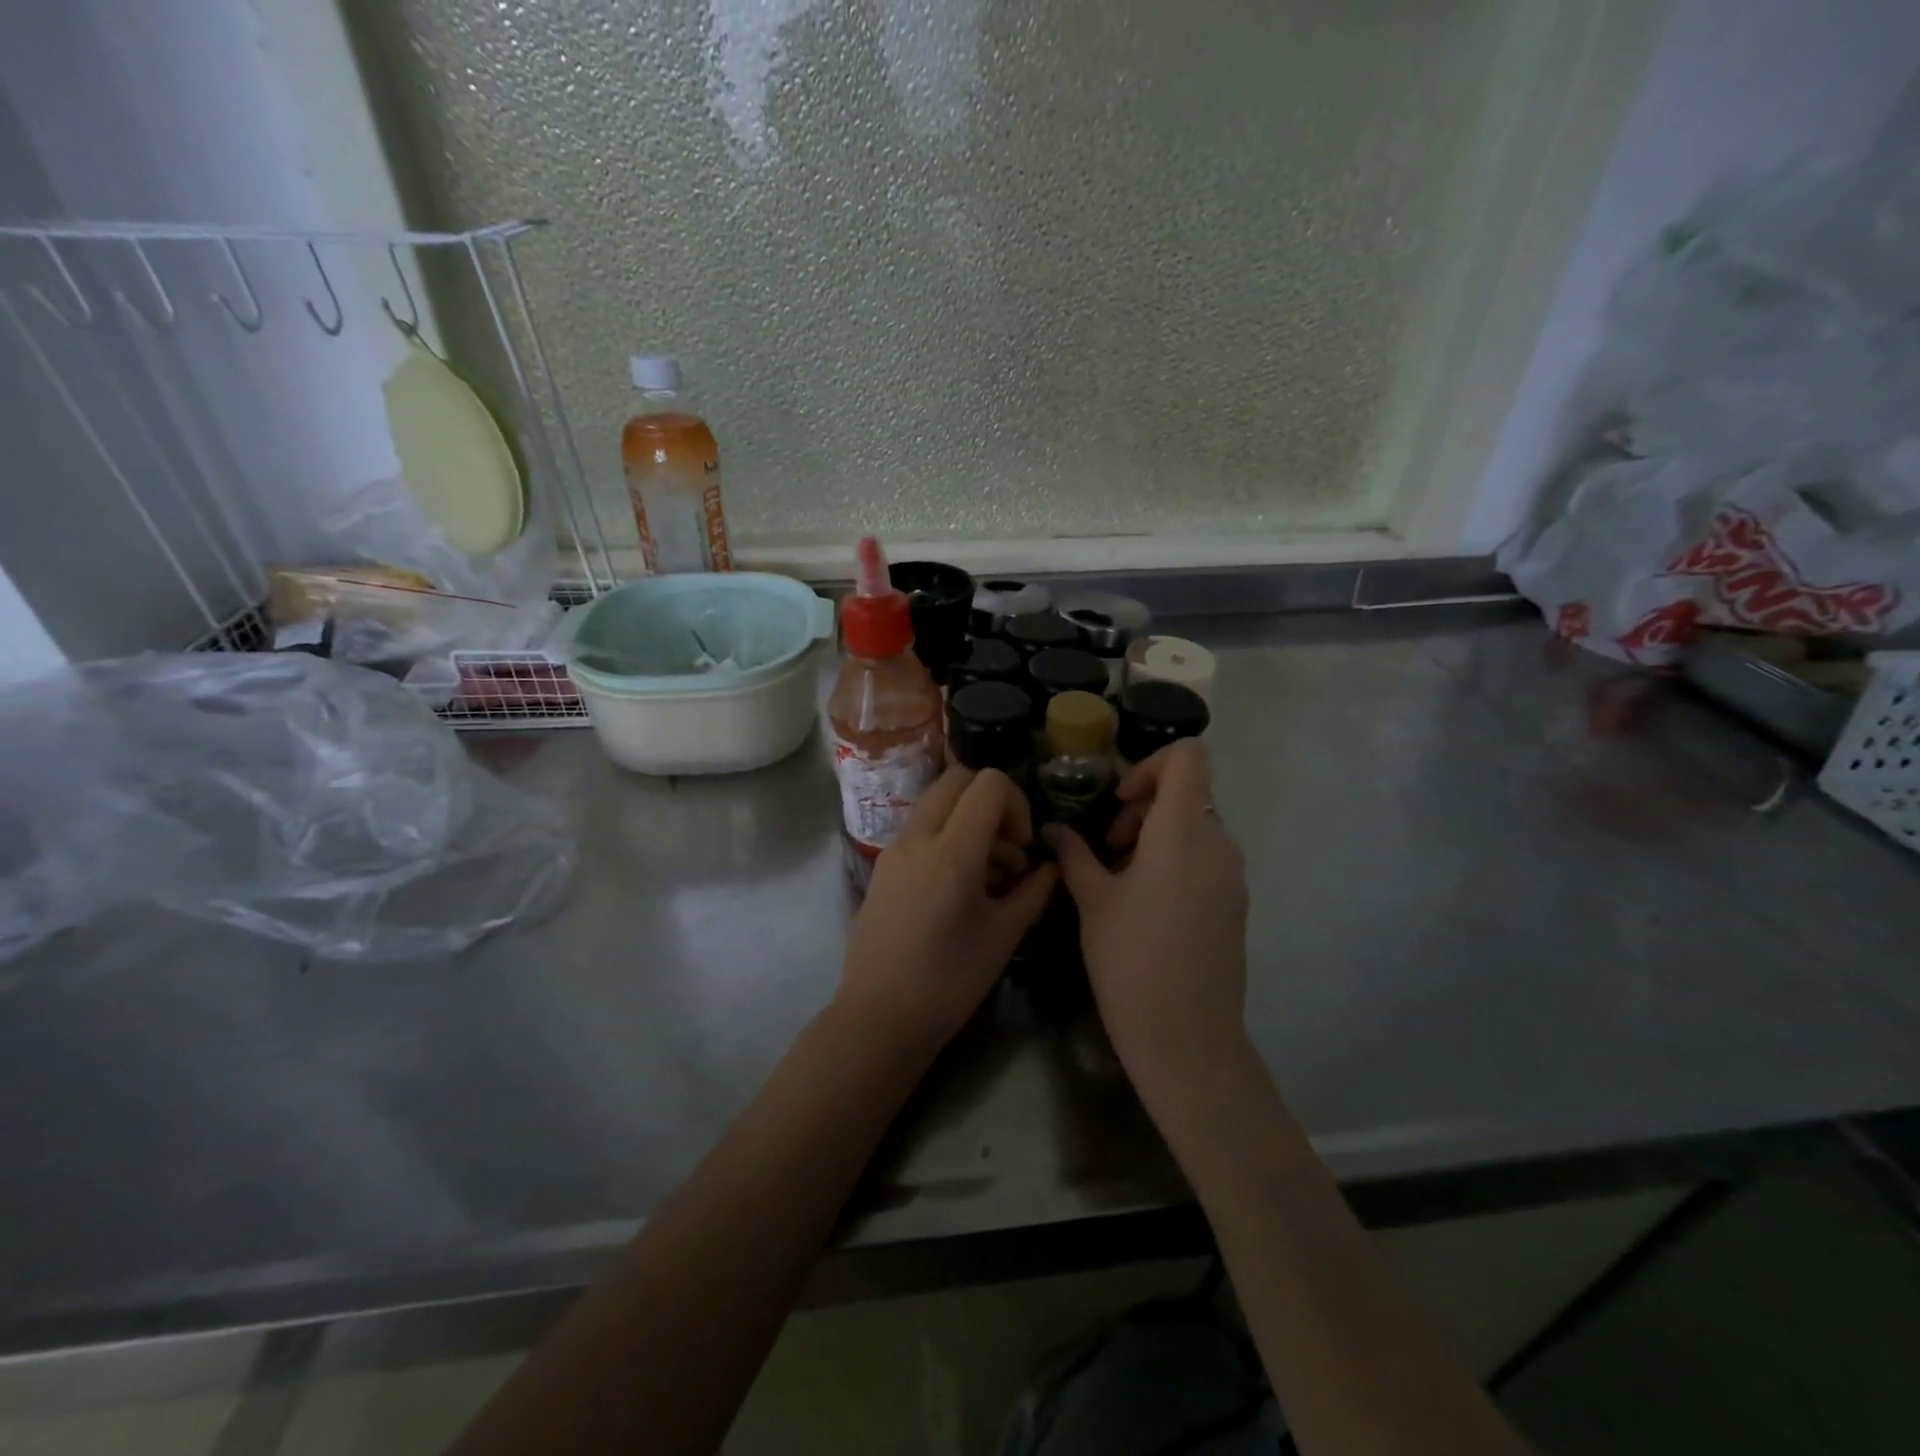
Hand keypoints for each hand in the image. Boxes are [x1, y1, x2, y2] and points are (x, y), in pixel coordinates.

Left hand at [838, 767, 1056, 1056]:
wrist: (878, 1017)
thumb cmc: (949, 981)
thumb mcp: (1003, 936)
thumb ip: (1033, 891)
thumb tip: (1051, 867)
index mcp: (952, 851)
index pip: (988, 783)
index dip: (1017, 803)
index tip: (1023, 846)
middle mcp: (918, 837)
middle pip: (958, 778)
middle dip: (992, 801)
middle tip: (1008, 847)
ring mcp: (894, 849)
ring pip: (937, 802)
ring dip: (968, 819)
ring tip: (989, 874)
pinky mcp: (882, 865)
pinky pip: (920, 828)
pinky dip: (946, 835)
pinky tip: (959, 886)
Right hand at [1045, 741, 1248, 1094]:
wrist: (1186, 1037)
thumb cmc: (1131, 959)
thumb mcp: (1093, 900)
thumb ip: (1075, 854)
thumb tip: (1055, 829)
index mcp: (1183, 830)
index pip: (1189, 756)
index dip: (1150, 764)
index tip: (1119, 800)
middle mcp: (1219, 843)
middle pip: (1188, 792)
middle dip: (1144, 805)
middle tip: (1109, 845)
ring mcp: (1233, 876)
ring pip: (1196, 827)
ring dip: (1157, 834)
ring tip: (1120, 876)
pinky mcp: (1235, 904)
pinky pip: (1206, 859)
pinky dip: (1176, 860)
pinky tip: (1146, 904)